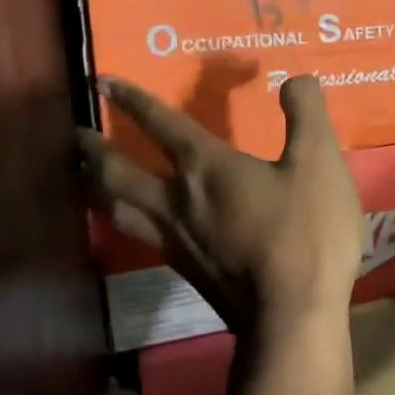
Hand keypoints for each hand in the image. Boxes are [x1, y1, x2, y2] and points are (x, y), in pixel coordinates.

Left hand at [76, 75, 361, 336]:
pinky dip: (122, 221)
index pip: (161, 125)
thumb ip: (306, 114)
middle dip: (94, 150)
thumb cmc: (306, 232)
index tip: (103, 81)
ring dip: (96, 188)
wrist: (292, 314)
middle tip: (74, 136)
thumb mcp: (320, 162)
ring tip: (84, 178)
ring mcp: (176, 241)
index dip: (133, 100)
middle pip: (118, 173)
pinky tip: (135, 224)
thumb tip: (294, 81)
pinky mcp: (186, 272)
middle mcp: (178, 202)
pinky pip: (140, 236)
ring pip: (118, 210)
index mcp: (206, 168)